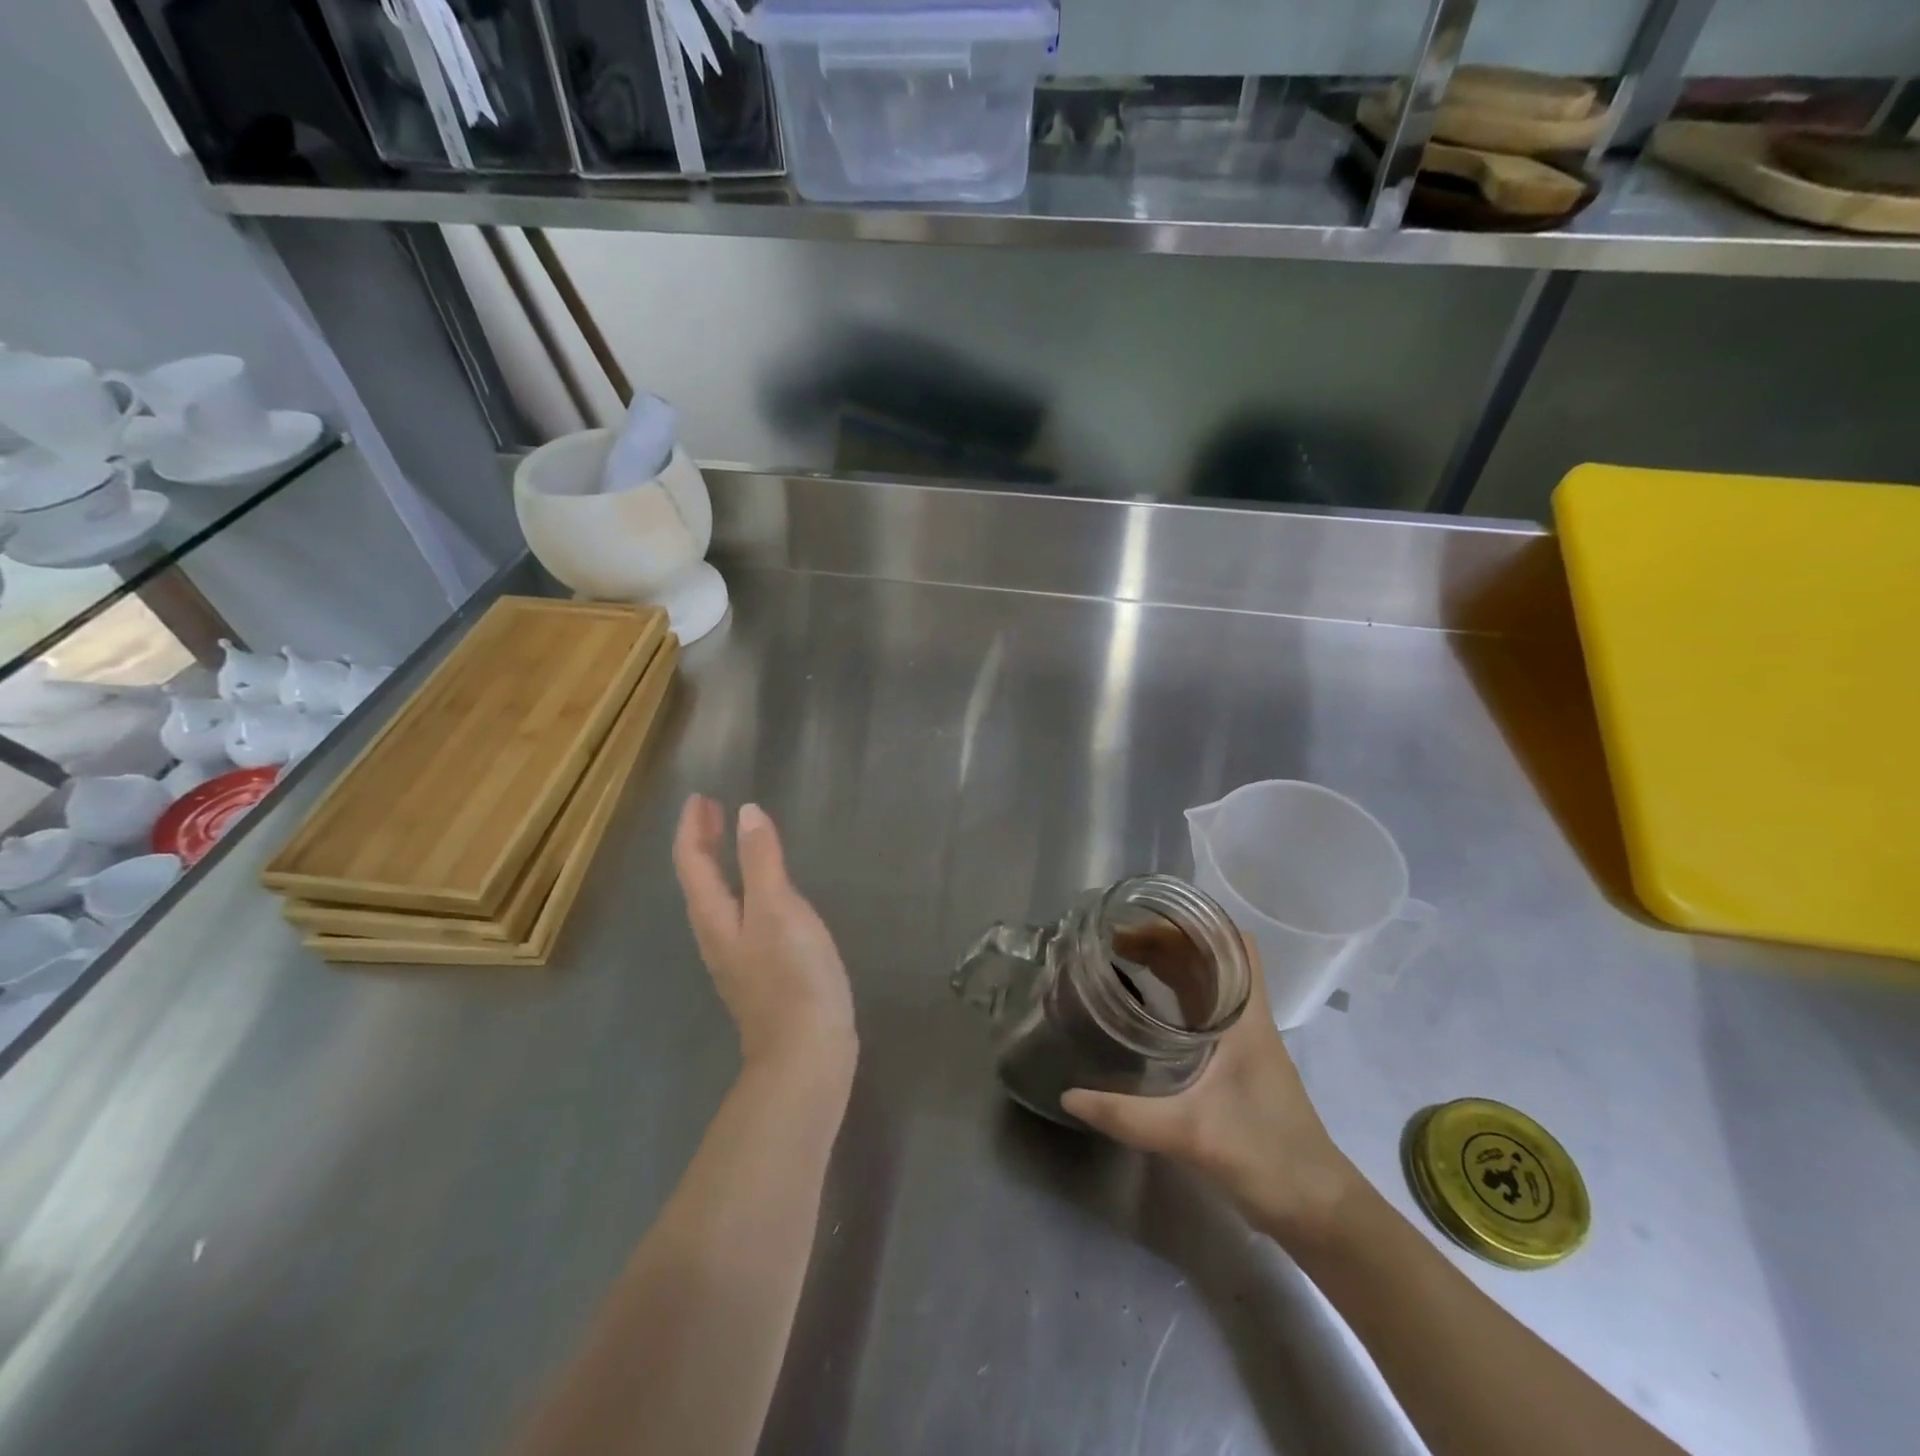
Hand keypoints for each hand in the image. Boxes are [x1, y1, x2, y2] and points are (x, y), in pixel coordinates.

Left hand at [672, 795, 856, 1080]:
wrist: (806, 1053)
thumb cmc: (792, 976)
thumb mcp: (779, 910)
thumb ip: (762, 861)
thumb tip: (746, 813)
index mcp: (716, 917)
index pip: (693, 863)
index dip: (693, 827)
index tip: (700, 797)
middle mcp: (718, 936)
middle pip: (700, 881)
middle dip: (703, 843)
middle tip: (711, 810)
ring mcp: (738, 957)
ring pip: (717, 899)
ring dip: (719, 864)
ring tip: (732, 840)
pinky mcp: (761, 971)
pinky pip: (740, 915)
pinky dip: (742, 888)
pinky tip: (764, 892)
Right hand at [1061, 945, 1361, 1244]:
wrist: (1319, 1212)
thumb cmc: (1266, 1157)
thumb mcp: (1190, 1133)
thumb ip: (1126, 1115)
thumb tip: (1068, 1095)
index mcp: (1247, 1017)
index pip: (1236, 944)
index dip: (1196, 923)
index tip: (1147, 921)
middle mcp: (1248, 1021)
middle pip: (1213, 958)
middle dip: (1168, 941)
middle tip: (1117, 943)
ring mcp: (1246, 1044)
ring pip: (1209, 985)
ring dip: (1172, 967)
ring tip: (1124, 963)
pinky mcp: (1240, 1067)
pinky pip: (1206, 1013)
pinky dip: (1177, 997)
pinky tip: (1148, 1010)